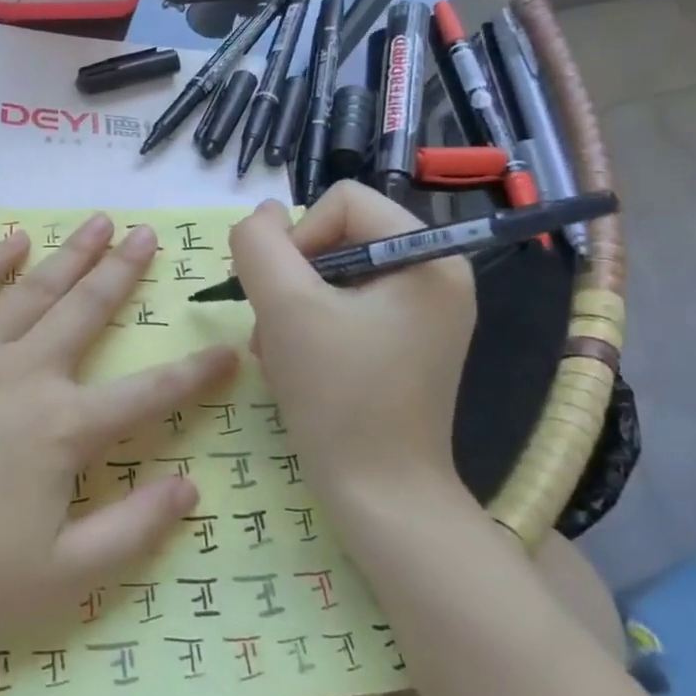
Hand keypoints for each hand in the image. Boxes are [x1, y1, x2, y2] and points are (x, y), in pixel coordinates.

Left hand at [0, 213, 236, 650]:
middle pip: (87, 311)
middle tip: (149, 235)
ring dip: (70, 254)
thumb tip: (191, 488)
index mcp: (64, 429)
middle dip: (123, 272)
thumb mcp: (62, 577)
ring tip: (99, 222)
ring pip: (34, 289)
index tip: (228, 348)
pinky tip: (13, 240)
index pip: (148, 393)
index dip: (195, 373)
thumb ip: (133, 530)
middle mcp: (26, 374)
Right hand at [228, 183, 475, 510]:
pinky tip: (295, 363)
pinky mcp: (404, 341)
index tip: (282, 293)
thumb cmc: (338, 395)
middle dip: (291, 279)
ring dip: (291, 306)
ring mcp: (421, 312)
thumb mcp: (285, 307)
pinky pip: (344, 307)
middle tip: (273, 327)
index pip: (341, 201)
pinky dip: (308, 327)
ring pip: (331, 274)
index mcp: (428, 256)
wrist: (380, 494)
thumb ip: (260, 244)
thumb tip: (263, 213)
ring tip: (279, 352)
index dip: (298, 237)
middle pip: (336, 237)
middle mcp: (434, 275)